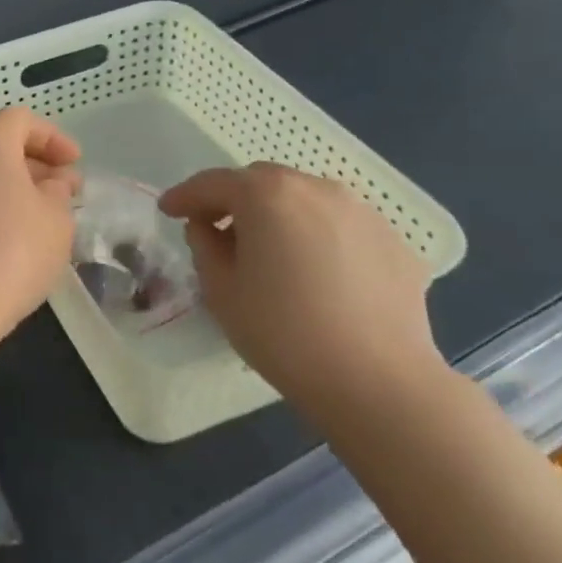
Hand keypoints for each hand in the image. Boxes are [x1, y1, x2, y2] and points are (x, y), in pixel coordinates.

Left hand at [0, 107, 81, 341]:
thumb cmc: (14, 249)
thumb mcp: (56, 218)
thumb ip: (58, 192)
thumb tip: (51, 184)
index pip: (20, 120)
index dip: (52, 137)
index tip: (75, 164)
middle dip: (34, 164)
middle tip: (64, 192)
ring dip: (13, 189)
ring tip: (42, 218)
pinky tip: (12, 240)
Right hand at [159, 163, 444, 413]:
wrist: (377, 380)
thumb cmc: (282, 332)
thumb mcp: (220, 290)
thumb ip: (205, 246)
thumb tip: (209, 228)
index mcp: (268, 195)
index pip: (214, 183)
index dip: (185, 196)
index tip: (168, 210)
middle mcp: (317, 189)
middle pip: (263, 182)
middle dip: (234, 200)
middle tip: (217, 229)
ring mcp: (362, 212)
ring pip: (305, 199)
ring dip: (279, 215)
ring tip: (270, 251)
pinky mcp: (393, 241)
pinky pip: (340, 226)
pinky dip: (317, 236)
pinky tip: (315, 274)